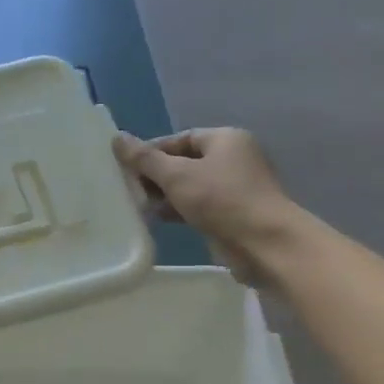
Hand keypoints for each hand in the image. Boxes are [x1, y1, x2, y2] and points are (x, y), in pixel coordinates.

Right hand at [113, 128, 296, 287]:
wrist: (266, 245)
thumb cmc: (221, 200)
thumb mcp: (176, 175)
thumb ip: (144, 158)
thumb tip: (117, 138)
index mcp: (225, 139)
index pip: (179, 138)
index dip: (151, 151)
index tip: (126, 167)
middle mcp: (234, 158)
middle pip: (184, 161)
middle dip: (156, 175)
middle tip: (129, 188)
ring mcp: (235, 188)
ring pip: (190, 185)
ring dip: (165, 195)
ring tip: (139, 205)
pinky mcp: (234, 213)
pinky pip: (199, 205)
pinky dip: (179, 209)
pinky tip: (158, 219)